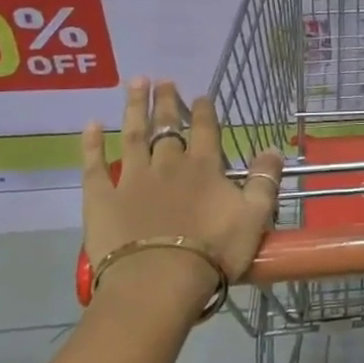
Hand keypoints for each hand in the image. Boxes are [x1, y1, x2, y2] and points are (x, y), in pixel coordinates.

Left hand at [79, 79, 283, 300]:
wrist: (158, 282)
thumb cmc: (212, 251)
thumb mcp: (255, 216)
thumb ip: (265, 180)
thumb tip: (273, 148)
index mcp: (204, 167)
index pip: (205, 129)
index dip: (204, 110)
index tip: (200, 95)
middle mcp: (168, 163)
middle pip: (167, 125)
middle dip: (167, 101)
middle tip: (163, 80)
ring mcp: (132, 178)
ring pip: (133, 134)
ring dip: (135, 107)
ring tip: (135, 83)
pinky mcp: (102, 199)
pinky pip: (94, 166)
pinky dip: (91, 144)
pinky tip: (89, 125)